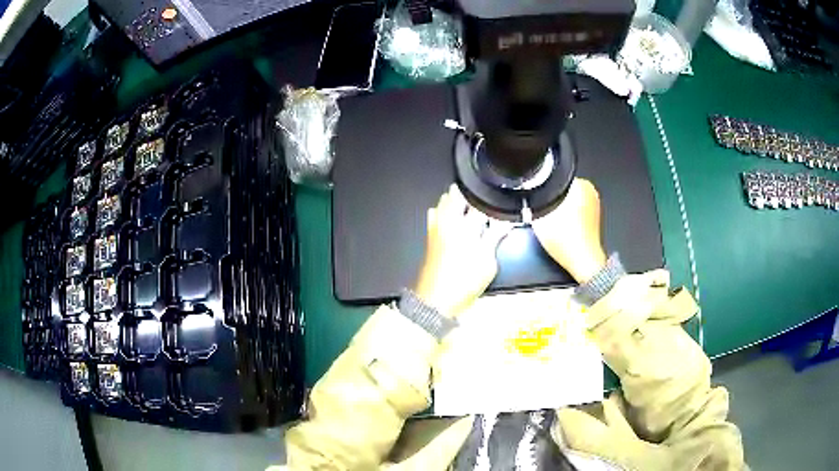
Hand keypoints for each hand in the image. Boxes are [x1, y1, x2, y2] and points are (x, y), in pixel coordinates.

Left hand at [413, 184, 507, 317]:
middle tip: (482, 197)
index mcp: (465, 226)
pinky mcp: (429, 236)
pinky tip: (450, 217)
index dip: (489, 198)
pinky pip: (434, 214)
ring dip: (454, 198)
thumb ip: (495, 237)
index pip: (478, 202)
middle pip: (456, 195)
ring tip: (467, 204)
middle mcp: (448, 221)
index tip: (497, 197)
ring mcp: (435, 228)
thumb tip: (505, 222)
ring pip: (443, 201)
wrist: (435, 299)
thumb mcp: (488, 262)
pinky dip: (441, 210)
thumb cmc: (465, 282)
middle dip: (469, 193)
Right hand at [532, 178, 606, 282]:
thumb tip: (526, 195)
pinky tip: (561, 228)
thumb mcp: (540, 216)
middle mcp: (590, 191)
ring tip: (552, 222)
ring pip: (568, 200)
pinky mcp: (593, 218)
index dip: (543, 188)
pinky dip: (568, 217)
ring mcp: (594, 205)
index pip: (555, 178)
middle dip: (552, 199)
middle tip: (544, 213)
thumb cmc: (567, 240)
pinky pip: (575, 210)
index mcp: (581, 184)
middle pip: (562, 189)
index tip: (538, 200)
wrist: (582, 261)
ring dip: (559, 208)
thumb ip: (532, 201)